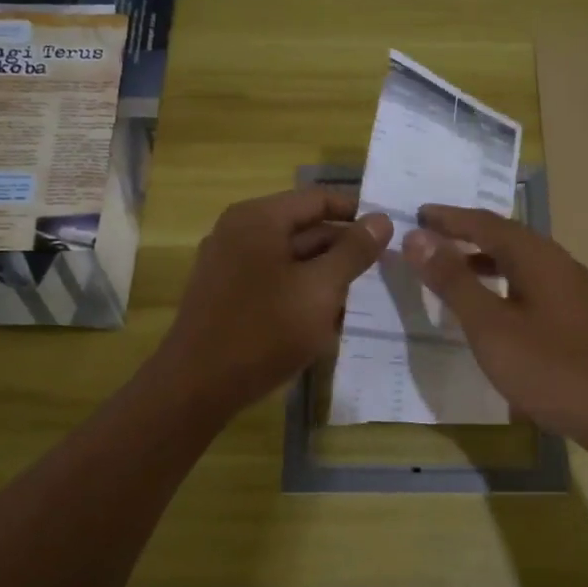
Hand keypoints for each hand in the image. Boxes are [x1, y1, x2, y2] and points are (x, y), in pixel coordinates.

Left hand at [155, 187, 392, 415]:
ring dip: (325, 276)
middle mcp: (239, 231)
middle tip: (382, 272)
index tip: (390, 234)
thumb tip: (382, 219)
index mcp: (259, 218)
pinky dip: (300, 293)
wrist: (197, 386)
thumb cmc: (264, 331)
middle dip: (343, 251)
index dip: (357, 213)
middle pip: (304, 229)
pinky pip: (273, 281)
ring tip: (359, 300)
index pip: (318, 199)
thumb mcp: (320, 290)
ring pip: (290, 259)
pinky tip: (324, 321)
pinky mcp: (226, 294)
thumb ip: (354, 252)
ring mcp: (228, 264)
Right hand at [402, 205, 587, 452]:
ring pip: (525, 263)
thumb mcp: (490, 327)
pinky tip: (498, 309)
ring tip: (457, 270)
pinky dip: (507, 283)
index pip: (487, 223)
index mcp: (538, 258)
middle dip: (469, 234)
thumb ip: (454, 281)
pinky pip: (536, 285)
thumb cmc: (551, 370)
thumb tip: (417, 238)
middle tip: (433, 238)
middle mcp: (561, 265)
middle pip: (509, 238)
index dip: (450, 218)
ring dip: (488, 259)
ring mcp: (577, 292)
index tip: (418, 214)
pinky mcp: (584, 319)